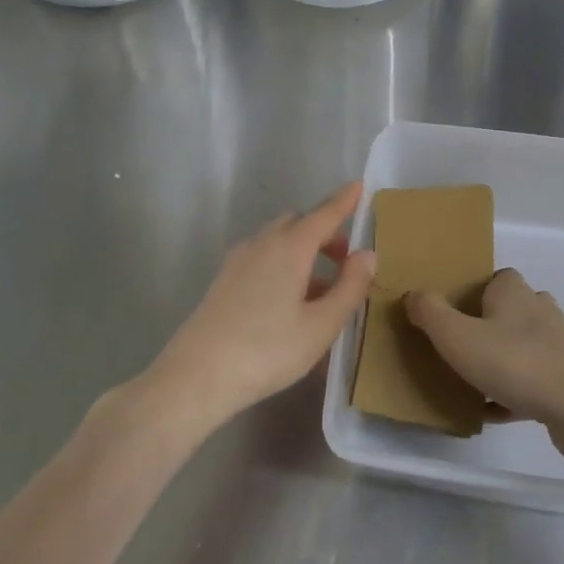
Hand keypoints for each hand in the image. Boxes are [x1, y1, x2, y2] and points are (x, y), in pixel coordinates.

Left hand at [145, 183, 375, 430]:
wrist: (197, 377)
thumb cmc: (267, 350)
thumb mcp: (321, 325)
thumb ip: (349, 287)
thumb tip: (367, 254)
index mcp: (289, 247)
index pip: (323, 214)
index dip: (344, 201)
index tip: (359, 186)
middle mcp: (262, 244)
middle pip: (298, 223)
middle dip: (324, 232)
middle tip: (346, 260)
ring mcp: (238, 261)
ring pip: (278, 241)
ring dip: (304, 252)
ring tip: (324, 290)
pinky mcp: (224, 281)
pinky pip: (263, 259)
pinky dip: (284, 266)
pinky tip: (292, 303)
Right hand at [406, 269, 563, 451]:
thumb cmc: (513, 362)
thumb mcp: (457, 336)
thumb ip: (430, 313)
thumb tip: (413, 294)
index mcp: (514, 292)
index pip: (495, 278)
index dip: (473, 291)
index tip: (451, 312)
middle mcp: (539, 310)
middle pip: (508, 311)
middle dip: (485, 326)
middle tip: (457, 346)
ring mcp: (557, 345)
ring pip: (520, 346)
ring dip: (499, 360)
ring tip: (470, 379)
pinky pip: (531, 381)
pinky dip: (511, 392)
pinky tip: (490, 411)